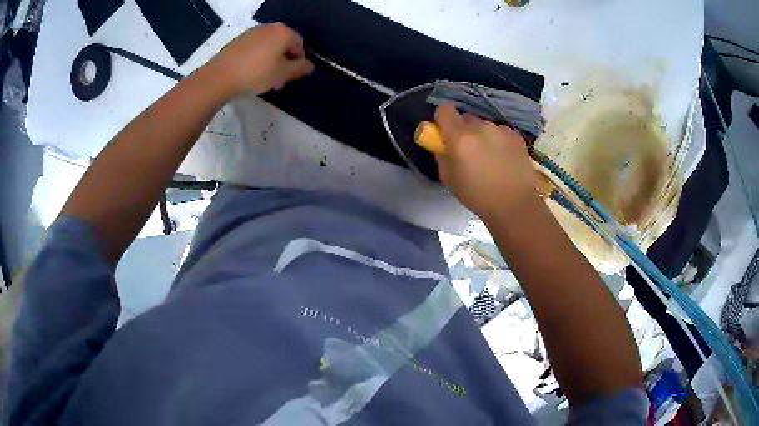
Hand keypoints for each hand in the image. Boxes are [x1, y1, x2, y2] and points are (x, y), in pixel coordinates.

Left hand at [210, 23, 313, 95]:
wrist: (220, 76)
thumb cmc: (256, 73)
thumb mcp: (283, 74)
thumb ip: (299, 68)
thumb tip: (309, 65)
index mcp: (283, 32)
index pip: (299, 45)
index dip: (298, 61)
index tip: (291, 77)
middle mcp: (269, 27)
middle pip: (283, 44)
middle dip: (283, 62)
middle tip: (278, 80)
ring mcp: (252, 32)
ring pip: (268, 47)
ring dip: (271, 61)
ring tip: (264, 79)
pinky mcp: (238, 40)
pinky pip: (255, 48)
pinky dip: (257, 59)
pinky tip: (251, 73)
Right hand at [433, 103, 539, 219]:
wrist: (515, 205)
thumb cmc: (477, 195)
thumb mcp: (448, 178)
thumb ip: (442, 155)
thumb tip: (443, 144)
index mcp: (460, 137)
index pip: (445, 109)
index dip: (443, 119)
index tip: (445, 133)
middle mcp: (480, 127)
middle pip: (466, 118)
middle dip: (464, 130)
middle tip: (468, 151)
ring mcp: (500, 129)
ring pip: (485, 126)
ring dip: (483, 136)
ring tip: (490, 159)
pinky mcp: (516, 136)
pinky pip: (501, 133)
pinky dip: (499, 142)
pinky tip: (504, 160)